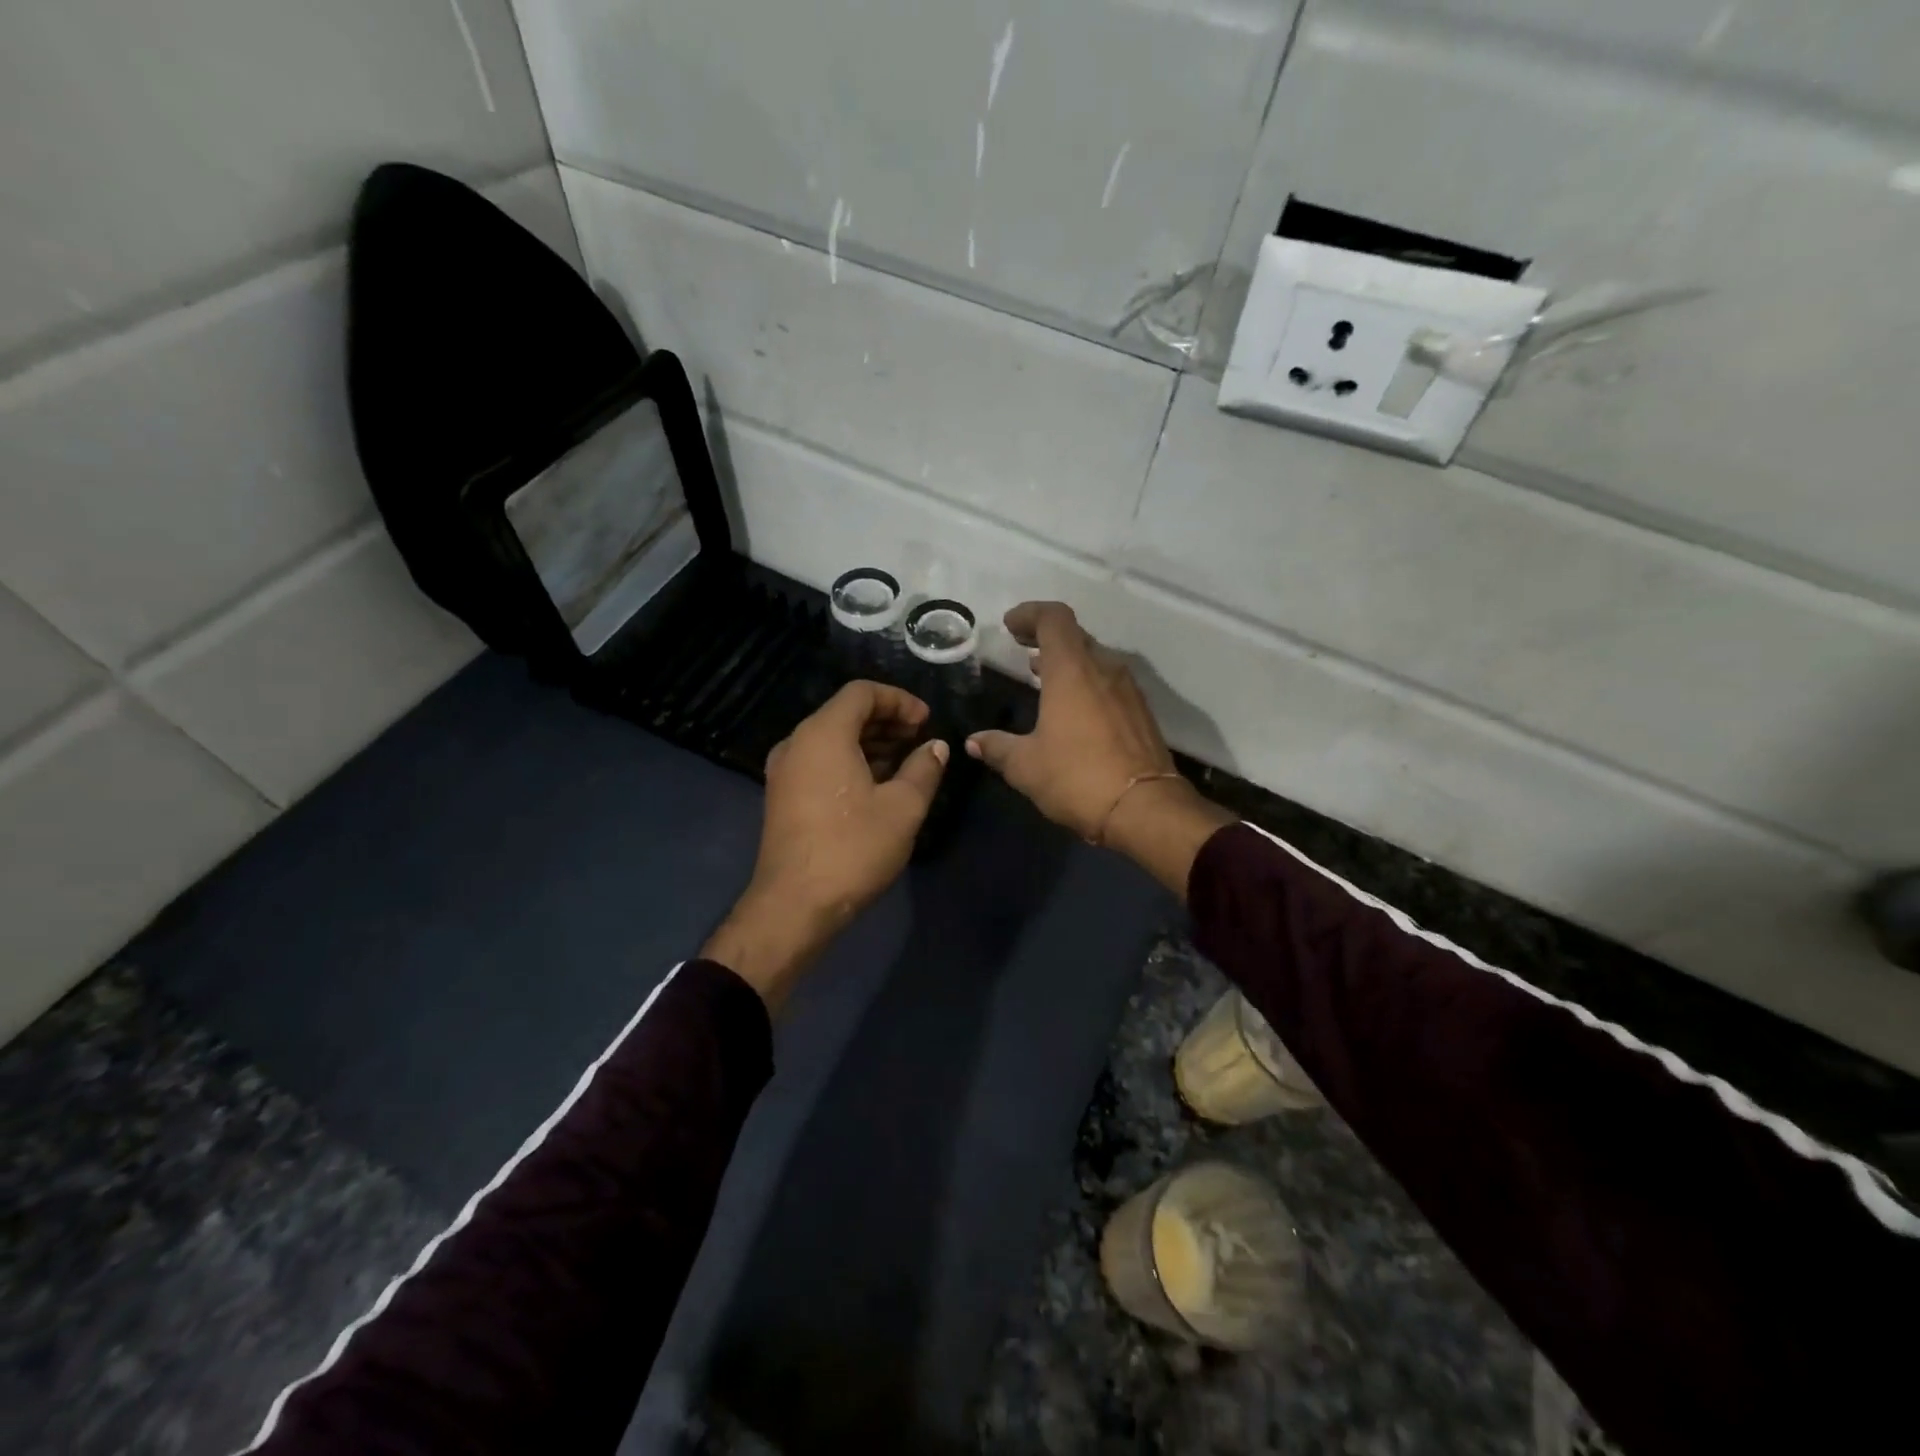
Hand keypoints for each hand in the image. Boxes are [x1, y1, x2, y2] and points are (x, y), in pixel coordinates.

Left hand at [704, 681, 947, 1006]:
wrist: (794, 905)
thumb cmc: (852, 848)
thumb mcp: (903, 808)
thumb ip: (924, 768)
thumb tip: (936, 747)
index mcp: (823, 734)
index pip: (861, 692)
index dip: (899, 700)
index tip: (926, 721)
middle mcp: (797, 743)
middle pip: (845, 713)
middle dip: (886, 720)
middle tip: (920, 739)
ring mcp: (785, 771)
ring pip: (832, 739)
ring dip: (870, 743)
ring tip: (906, 762)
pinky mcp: (783, 796)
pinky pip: (820, 761)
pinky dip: (850, 761)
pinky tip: (878, 785)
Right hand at [965, 602, 1231, 895]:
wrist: (1145, 809)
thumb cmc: (1078, 778)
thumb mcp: (1026, 766)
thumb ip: (998, 747)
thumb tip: (974, 742)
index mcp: (1072, 670)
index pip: (1053, 618)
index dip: (1030, 614)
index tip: (1009, 626)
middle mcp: (1104, 669)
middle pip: (1075, 636)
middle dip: (1046, 637)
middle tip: (1022, 648)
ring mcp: (1128, 691)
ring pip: (1094, 660)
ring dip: (1067, 661)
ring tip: (1041, 674)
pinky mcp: (1141, 713)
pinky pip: (1108, 683)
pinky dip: (1086, 683)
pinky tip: (1072, 708)